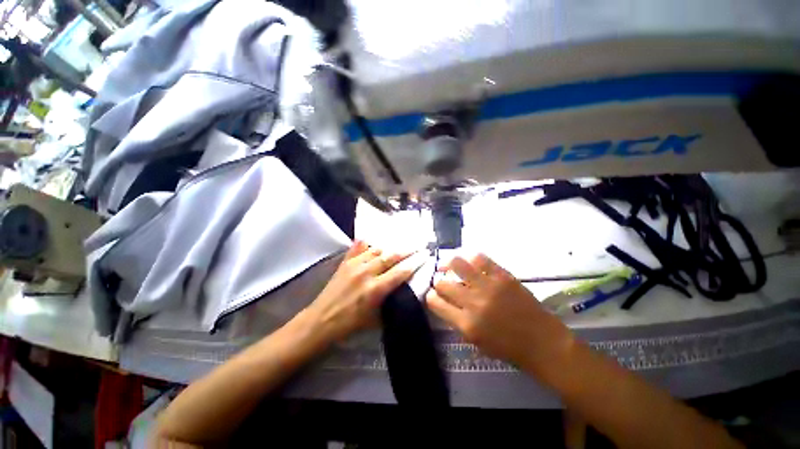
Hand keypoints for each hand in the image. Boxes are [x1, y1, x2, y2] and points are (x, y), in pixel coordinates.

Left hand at [304, 240, 418, 342]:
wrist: (322, 320)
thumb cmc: (351, 324)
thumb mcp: (376, 319)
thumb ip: (390, 303)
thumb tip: (401, 291)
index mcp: (375, 289)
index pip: (400, 272)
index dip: (414, 262)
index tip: (424, 255)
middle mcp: (366, 273)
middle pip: (391, 256)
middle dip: (406, 250)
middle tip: (417, 246)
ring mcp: (354, 265)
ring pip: (376, 250)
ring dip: (389, 247)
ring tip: (399, 245)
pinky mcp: (345, 262)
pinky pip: (358, 248)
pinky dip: (366, 243)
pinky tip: (371, 239)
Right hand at [425, 254, 572, 373]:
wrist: (543, 342)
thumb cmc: (508, 348)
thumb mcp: (476, 342)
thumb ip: (457, 321)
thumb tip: (444, 302)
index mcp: (466, 324)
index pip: (435, 303)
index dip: (430, 296)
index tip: (433, 294)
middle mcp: (473, 302)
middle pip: (443, 283)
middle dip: (438, 281)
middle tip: (442, 280)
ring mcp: (488, 286)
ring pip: (457, 264)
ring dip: (448, 263)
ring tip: (448, 265)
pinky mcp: (503, 276)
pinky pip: (480, 259)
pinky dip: (470, 258)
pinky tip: (468, 262)